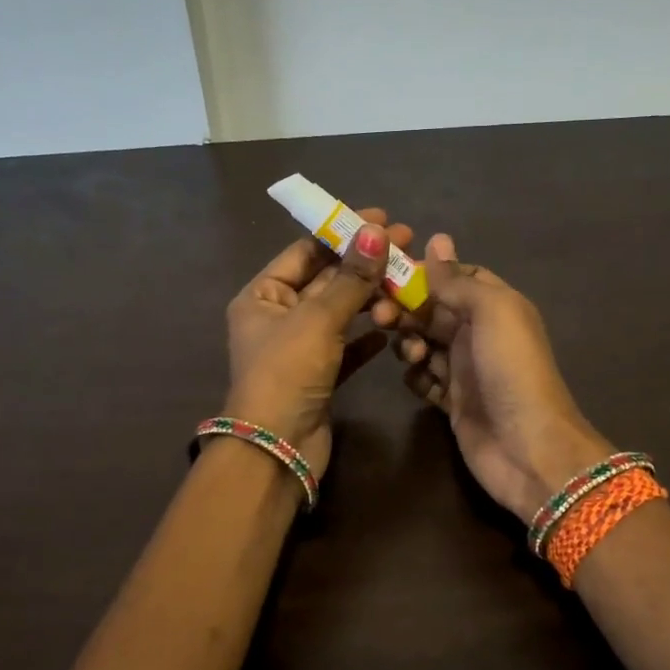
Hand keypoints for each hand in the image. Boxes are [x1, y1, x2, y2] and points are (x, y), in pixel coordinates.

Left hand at [224, 209, 412, 478]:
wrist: (278, 450)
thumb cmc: (287, 374)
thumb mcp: (318, 319)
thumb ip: (350, 278)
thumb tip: (377, 232)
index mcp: (262, 297)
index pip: (305, 252)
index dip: (342, 233)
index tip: (382, 219)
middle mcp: (279, 318)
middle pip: (326, 280)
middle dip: (364, 263)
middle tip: (408, 245)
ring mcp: (300, 349)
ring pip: (340, 313)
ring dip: (370, 298)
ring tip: (407, 283)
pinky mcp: (320, 376)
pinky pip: (347, 347)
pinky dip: (367, 337)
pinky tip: (393, 328)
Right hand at [396, 235, 613, 521]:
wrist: (528, 449)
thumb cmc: (511, 370)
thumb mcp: (492, 311)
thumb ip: (459, 280)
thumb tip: (437, 240)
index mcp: (496, 305)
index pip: (456, 277)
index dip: (425, 273)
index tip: (390, 274)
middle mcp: (480, 334)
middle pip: (433, 309)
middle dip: (406, 309)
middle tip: (381, 317)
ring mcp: (466, 370)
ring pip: (424, 343)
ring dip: (409, 343)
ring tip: (412, 355)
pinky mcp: (453, 403)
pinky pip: (424, 380)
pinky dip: (416, 376)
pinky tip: (417, 379)